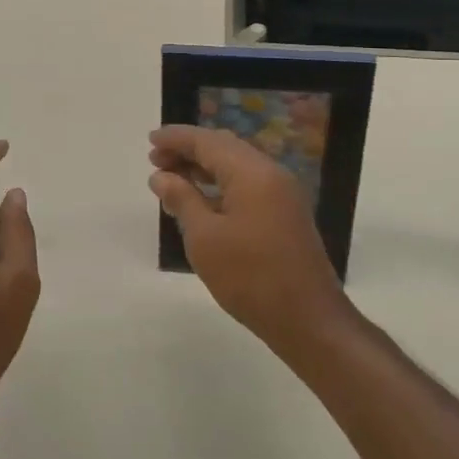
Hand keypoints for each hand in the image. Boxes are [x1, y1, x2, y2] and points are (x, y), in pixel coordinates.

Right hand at [149, 125, 349, 353]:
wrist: (308, 320)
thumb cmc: (250, 277)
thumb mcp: (205, 238)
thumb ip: (182, 199)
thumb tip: (161, 176)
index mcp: (252, 172)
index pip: (207, 141)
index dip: (176, 138)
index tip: (150, 140)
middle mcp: (271, 173)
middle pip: (224, 147)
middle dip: (189, 150)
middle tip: (156, 160)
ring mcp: (283, 194)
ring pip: (237, 165)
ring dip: (204, 167)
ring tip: (172, 179)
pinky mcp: (286, 213)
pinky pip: (248, 183)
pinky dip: (221, 184)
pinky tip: (201, 200)